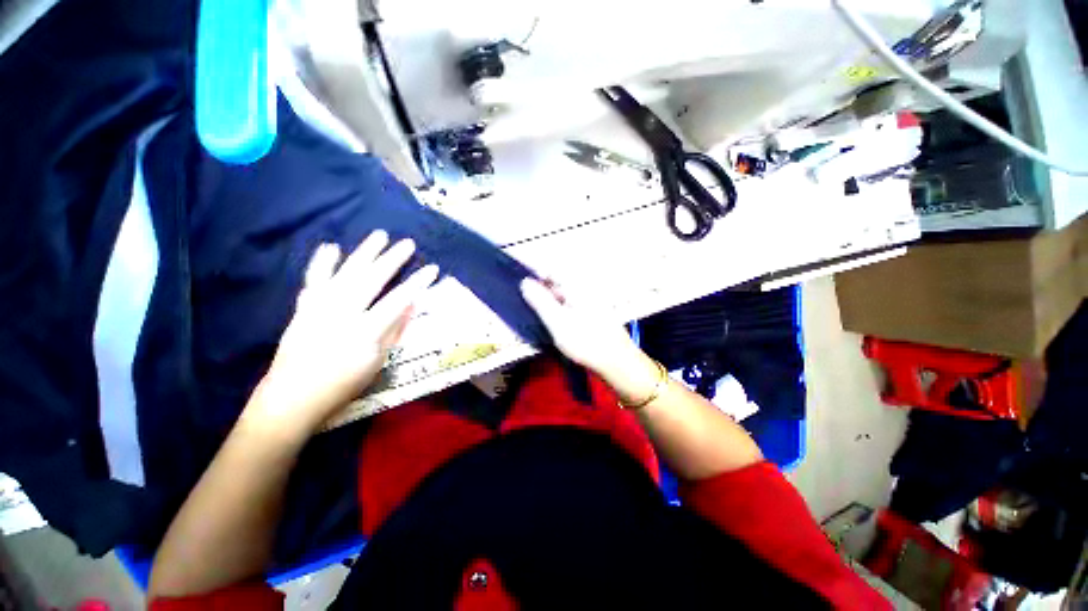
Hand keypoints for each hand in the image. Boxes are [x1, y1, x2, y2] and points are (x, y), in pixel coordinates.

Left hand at [247, 232, 437, 435]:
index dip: (417, 283)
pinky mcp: (304, 308)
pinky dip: (322, 263)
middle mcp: (341, 313)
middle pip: (371, 279)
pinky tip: (331, 247)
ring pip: (345, 273)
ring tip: (379, 235)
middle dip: (392, 259)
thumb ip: (394, 331)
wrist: (292, 397)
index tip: (432, 268)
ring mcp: (319, 308)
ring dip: (363, 253)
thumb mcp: (377, 362)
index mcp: (364, 331)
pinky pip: (314, 280)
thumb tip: (411, 305)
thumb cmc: (342, 385)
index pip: (398, 300)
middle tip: (408, 243)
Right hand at [519, 278, 644, 380]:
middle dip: (542, 293)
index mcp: (577, 287)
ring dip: (551, 304)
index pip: (552, 271)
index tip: (522, 291)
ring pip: (564, 297)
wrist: (617, 362)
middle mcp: (585, 289)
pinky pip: (572, 307)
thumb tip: (525, 281)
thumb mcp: (557, 321)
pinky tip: (557, 325)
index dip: (535, 278)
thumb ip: (540, 301)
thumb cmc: (585, 341)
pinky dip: (561, 312)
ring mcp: (591, 302)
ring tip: (541, 319)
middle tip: (530, 309)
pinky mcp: (593, 315)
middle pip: (558, 284)